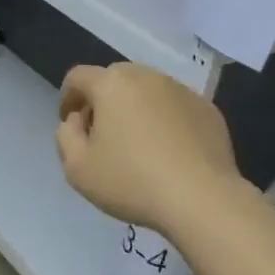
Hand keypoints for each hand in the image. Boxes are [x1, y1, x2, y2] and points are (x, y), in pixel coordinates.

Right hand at [55, 63, 240, 238]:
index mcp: (112, 84)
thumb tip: (78, 120)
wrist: (201, 198)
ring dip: (136, 108)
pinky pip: (176, 107)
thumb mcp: (78, 168)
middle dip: (103, 100)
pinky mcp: (208, 109)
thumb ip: (66, 136)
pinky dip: (166, 120)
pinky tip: (169, 152)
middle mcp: (147, 76)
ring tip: (138, 144)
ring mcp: (182, 90)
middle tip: (102, 134)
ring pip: (149, 91)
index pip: (78, 77)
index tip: (71, 124)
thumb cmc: (131, 181)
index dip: (68, 97)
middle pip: (116, 79)